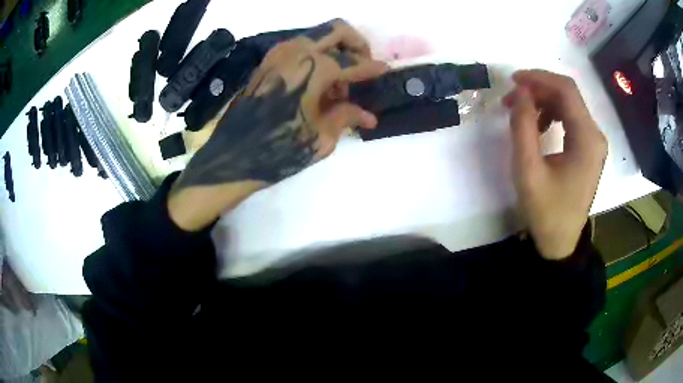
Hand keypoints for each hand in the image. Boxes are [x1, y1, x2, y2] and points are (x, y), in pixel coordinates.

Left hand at [168, 20, 388, 230]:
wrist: (232, 157)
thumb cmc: (279, 150)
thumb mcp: (321, 137)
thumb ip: (347, 116)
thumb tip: (369, 115)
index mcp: (316, 67)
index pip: (354, 62)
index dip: (373, 69)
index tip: (386, 72)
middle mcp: (297, 50)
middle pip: (337, 30)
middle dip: (357, 43)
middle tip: (364, 65)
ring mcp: (278, 53)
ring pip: (317, 36)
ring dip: (335, 51)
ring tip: (339, 84)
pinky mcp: (266, 62)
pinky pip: (299, 48)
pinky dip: (315, 56)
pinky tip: (318, 83)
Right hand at [503, 70, 606, 259]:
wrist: (560, 242)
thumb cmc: (545, 211)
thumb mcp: (528, 170)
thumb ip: (522, 126)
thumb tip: (519, 92)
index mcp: (587, 139)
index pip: (566, 90)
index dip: (539, 78)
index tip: (513, 80)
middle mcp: (596, 135)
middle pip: (568, 95)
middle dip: (538, 89)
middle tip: (511, 98)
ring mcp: (594, 142)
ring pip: (569, 105)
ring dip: (544, 101)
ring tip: (521, 113)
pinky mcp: (590, 148)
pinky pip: (571, 119)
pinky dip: (552, 114)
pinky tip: (539, 126)